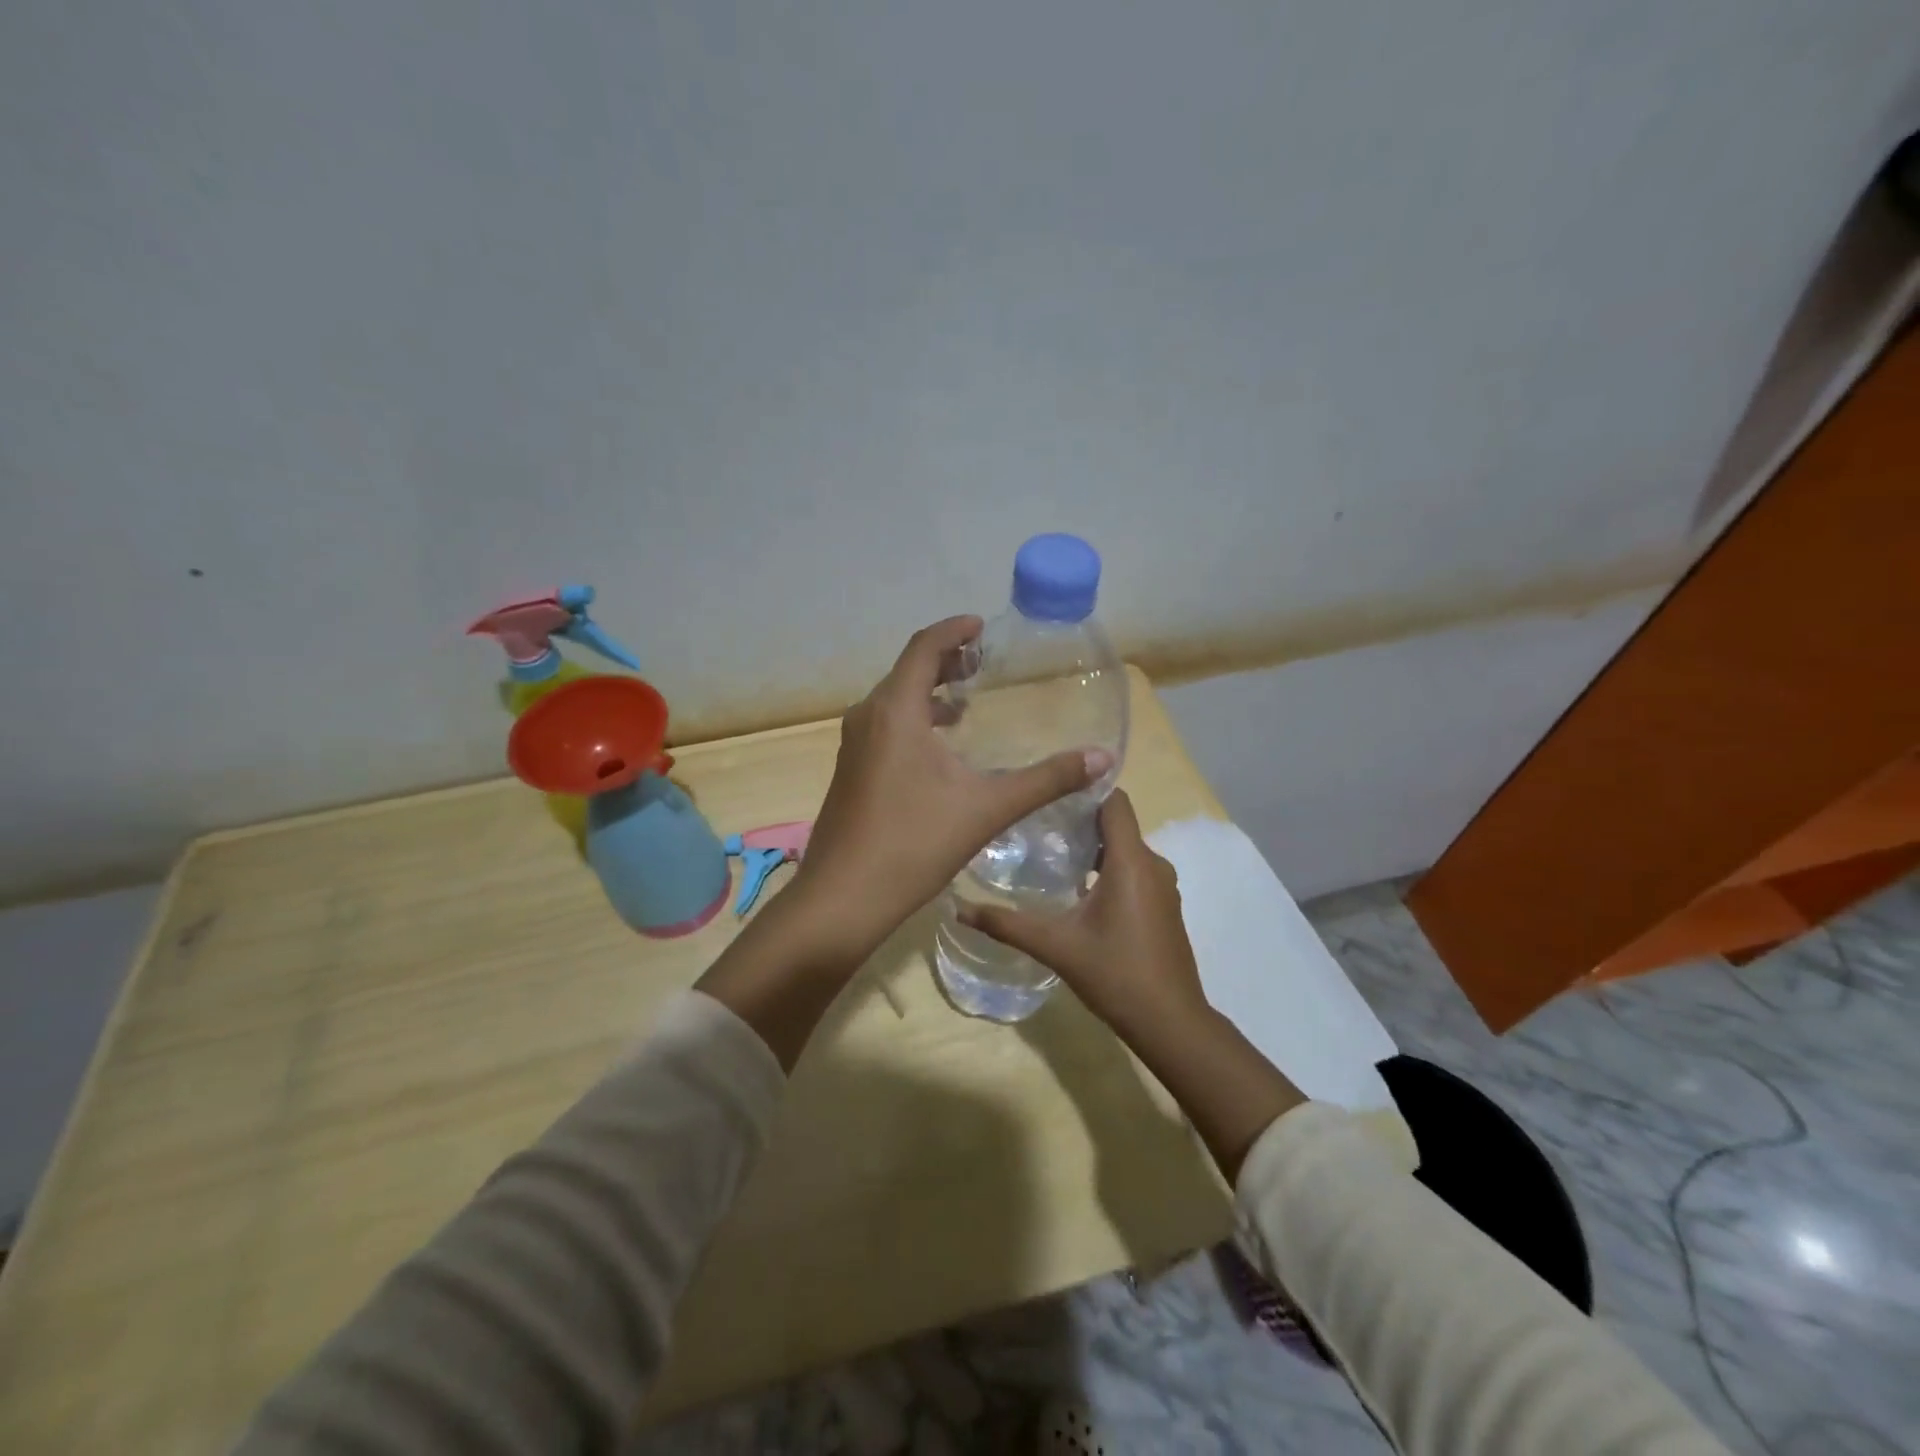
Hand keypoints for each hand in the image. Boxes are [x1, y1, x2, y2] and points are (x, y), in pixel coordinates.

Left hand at [789, 615, 1112, 966]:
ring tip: (966, 705)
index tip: (982, 626)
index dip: (954, 630)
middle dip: (945, 661)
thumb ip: (1046, 780)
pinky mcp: (850, 772)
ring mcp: (854, 746)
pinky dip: (914, 722)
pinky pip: (884, 727)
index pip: (924, 647)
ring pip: (893, 701)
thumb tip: (1101, 758)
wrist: (842, 898)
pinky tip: (939, 753)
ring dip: (929, 694)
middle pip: (907, 671)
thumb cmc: (914, 843)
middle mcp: (868, 717)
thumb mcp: (987, 808)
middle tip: (982, 664)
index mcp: (895, 710)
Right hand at [961, 789, 1302, 1179]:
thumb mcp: (1056, 946)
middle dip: (1078, 819)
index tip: (1047, 793)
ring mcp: (1162, 886)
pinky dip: (1107, 869)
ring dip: (1092, 847)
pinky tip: (1077, 890)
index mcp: (1131, 861)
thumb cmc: (1116, 975)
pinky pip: (1134, 870)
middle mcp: (1152, 864)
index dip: (1084, 789)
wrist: (1171, 1022)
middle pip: (1116, 823)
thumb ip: (1006, 924)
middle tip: (1035, 824)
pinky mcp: (1163, 906)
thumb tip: (957, 910)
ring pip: (1125, 849)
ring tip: (1049, 855)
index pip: (1114, 800)